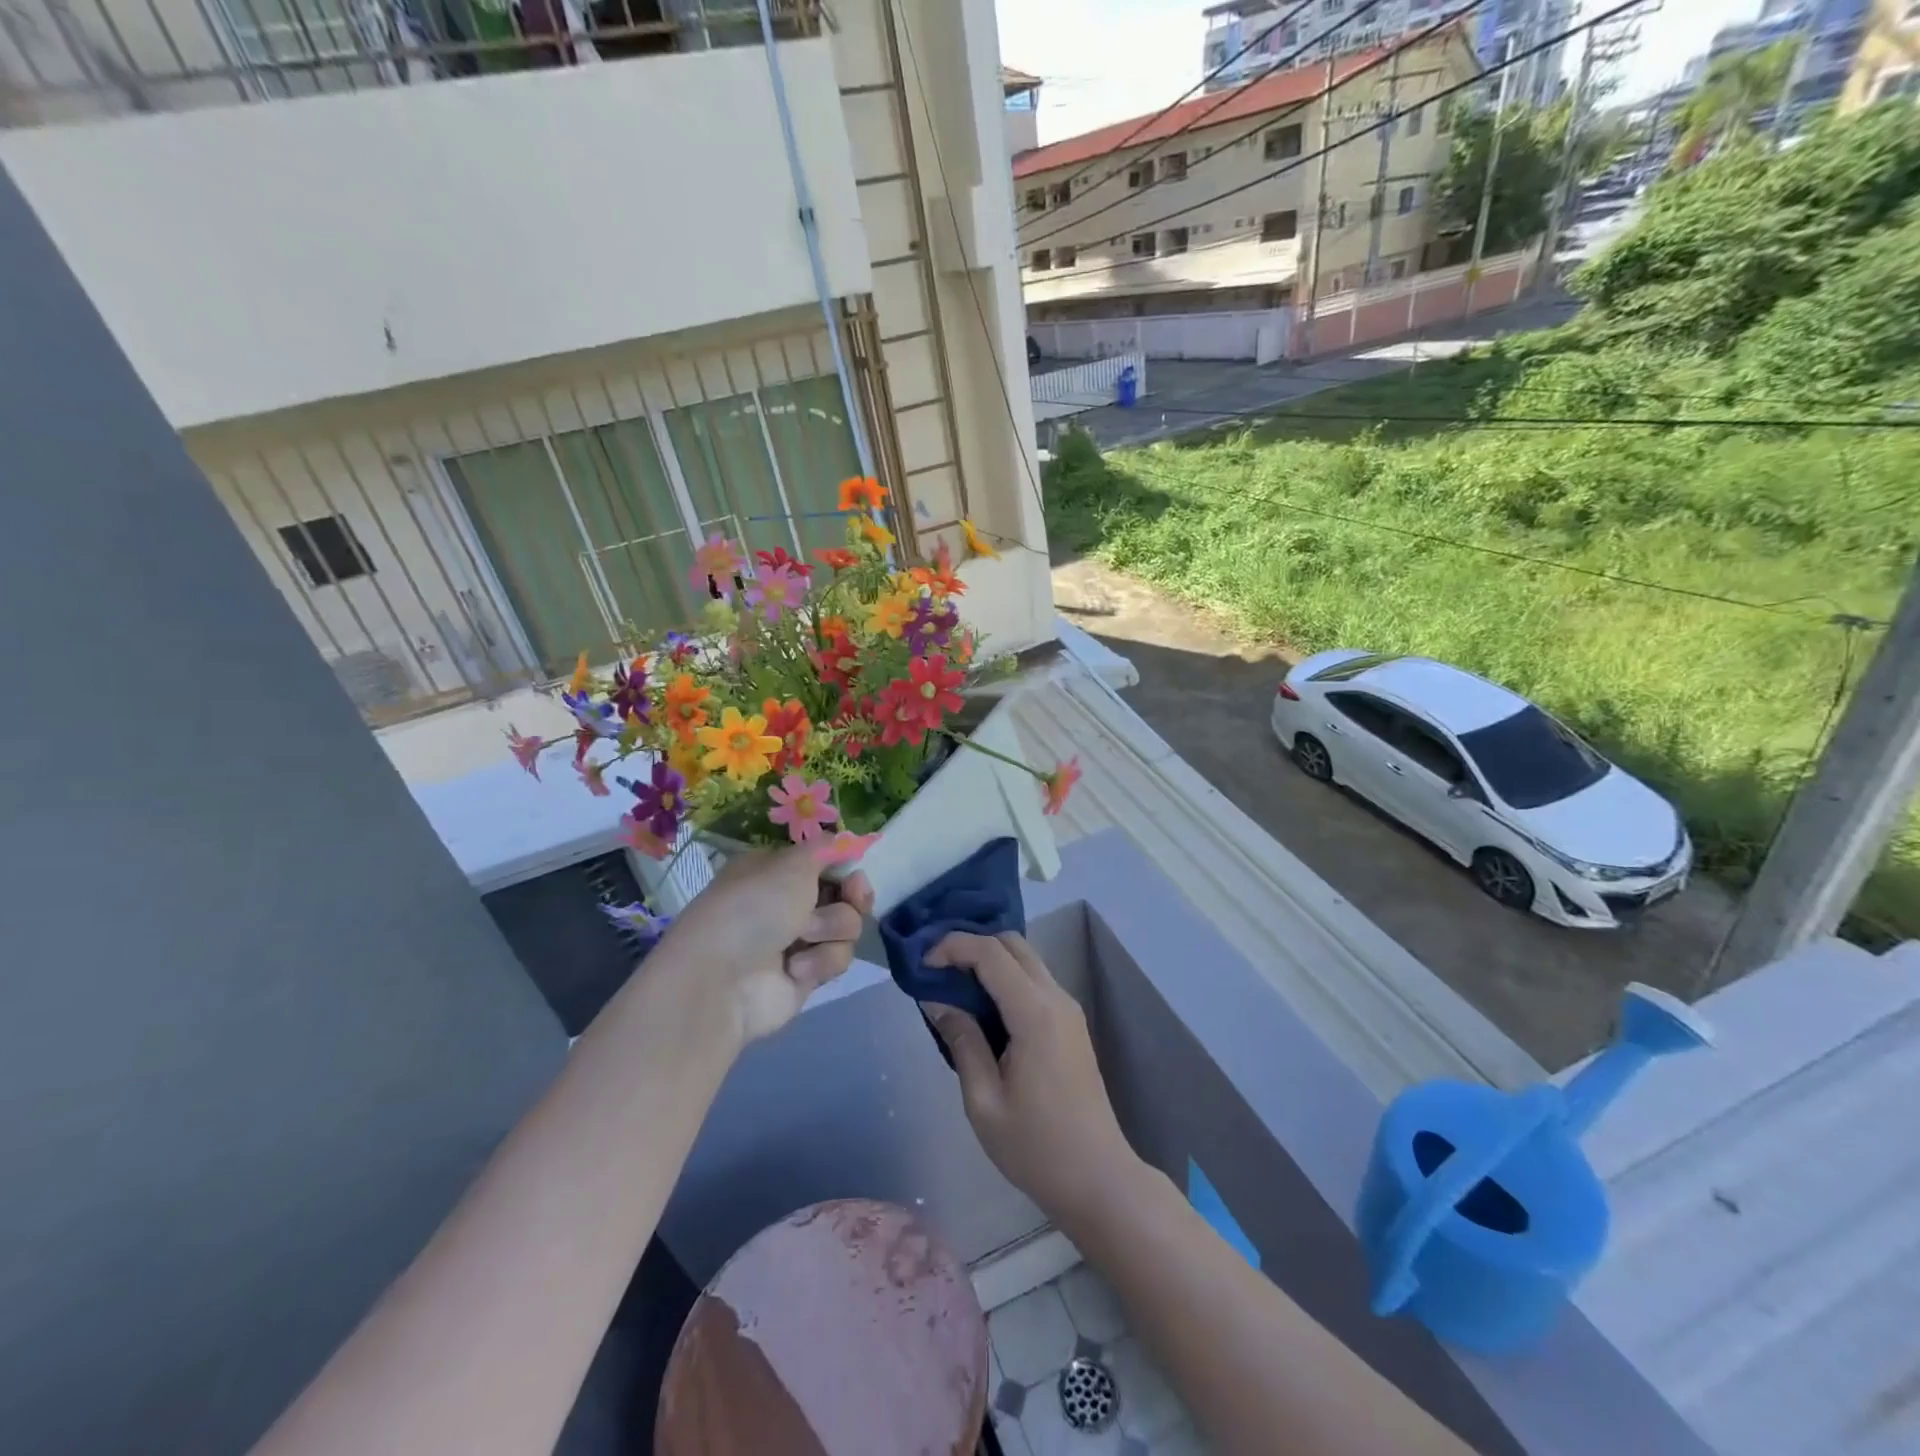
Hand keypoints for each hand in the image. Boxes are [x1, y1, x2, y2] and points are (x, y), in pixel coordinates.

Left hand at [655, 847, 872, 1046]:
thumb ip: (825, 848)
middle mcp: (786, 903)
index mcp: (776, 871)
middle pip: (843, 895)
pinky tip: (795, 968)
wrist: (723, 980)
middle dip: (852, 897)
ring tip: (803, 937)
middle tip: (852, 897)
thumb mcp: (791, 863)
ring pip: (846, 927)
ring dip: (831, 928)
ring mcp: (797, 941)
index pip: (824, 863)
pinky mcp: (806, 974)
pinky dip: (821, 960)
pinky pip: (837, 959)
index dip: (845, 866)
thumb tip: (843, 841)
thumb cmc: (754, 907)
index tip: (855, 870)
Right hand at [923, 932, 1140, 1229]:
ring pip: (1025, 959)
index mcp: (1035, 1013)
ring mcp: (1068, 1009)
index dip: (953, 947)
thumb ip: (962, 1042)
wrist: (1098, 1178)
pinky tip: (981, 1004)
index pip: (990, 953)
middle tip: (935, 970)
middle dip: (971, 945)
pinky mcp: (1070, 1023)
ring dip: (989, 959)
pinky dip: (1005, 977)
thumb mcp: (984, 1101)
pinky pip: (1034, 980)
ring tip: (952, 984)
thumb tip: (938, 1001)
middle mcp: (1056, 998)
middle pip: (1012, 943)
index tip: (922, 965)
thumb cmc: (1036, 1147)